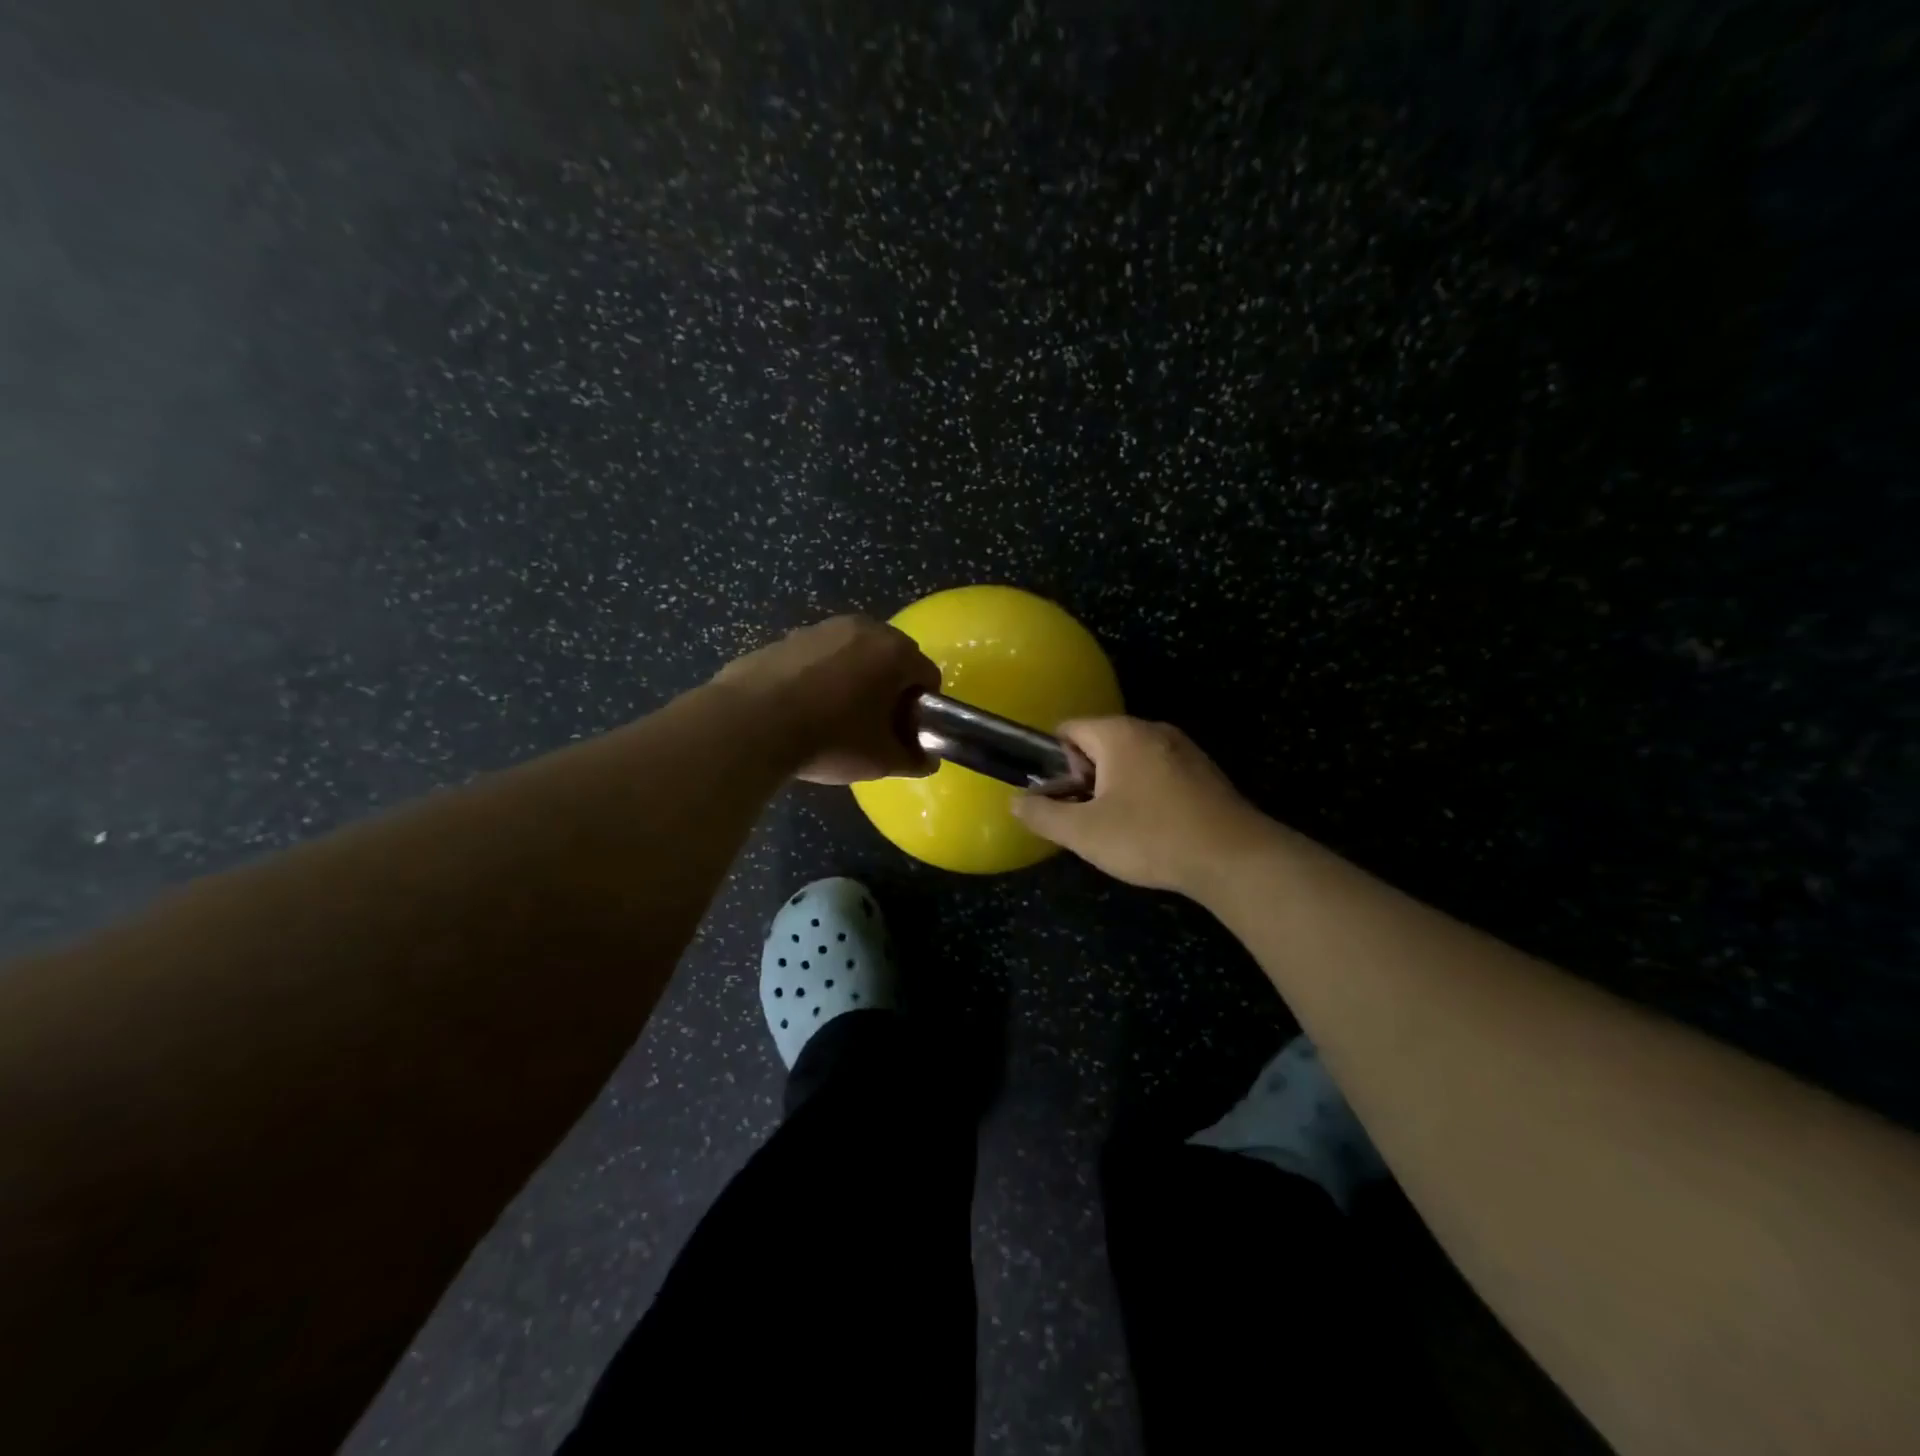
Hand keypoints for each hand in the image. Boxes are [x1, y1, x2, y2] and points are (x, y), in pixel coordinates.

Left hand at [711, 616, 940, 784]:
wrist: (751, 724)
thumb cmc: (830, 738)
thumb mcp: (880, 760)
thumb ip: (913, 758)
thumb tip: (926, 759)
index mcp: (895, 652)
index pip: (928, 676)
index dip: (922, 708)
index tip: (905, 733)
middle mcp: (863, 628)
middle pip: (892, 658)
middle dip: (889, 688)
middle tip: (874, 726)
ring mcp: (821, 629)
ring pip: (854, 655)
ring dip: (855, 679)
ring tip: (834, 718)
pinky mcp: (787, 638)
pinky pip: (819, 658)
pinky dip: (820, 677)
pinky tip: (802, 709)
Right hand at [1011, 717, 1273, 894]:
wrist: (1234, 858)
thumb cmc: (1150, 837)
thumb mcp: (1084, 833)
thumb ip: (1043, 815)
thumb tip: (1016, 802)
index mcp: (1119, 733)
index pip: (1067, 730)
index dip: (1054, 763)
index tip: (1060, 799)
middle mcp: (1151, 729)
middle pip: (1099, 744)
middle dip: (1085, 779)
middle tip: (1087, 819)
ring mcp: (1183, 748)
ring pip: (1130, 760)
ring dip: (1115, 788)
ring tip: (1119, 829)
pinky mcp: (1204, 771)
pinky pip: (1158, 772)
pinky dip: (1146, 793)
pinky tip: (1153, 829)